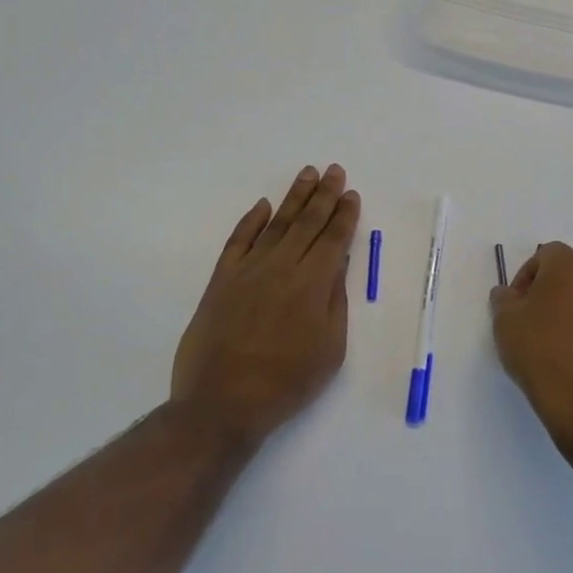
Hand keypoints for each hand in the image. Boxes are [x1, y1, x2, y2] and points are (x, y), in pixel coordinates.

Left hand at [171, 164, 360, 445]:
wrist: (222, 403)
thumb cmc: (287, 382)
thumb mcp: (330, 349)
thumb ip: (334, 301)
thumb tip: (336, 264)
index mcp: (313, 283)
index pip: (334, 238)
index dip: (344, 214)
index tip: (351, 193)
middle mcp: (282, 267)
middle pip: (307, 222)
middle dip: (324, 195)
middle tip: (334, 170)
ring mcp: (248, 270)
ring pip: (276, 224)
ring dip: (293, 197)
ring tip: (307, 174)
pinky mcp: (221, 280)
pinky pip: (238, 241)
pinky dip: (250, 221)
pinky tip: (262, 206)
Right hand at [489, 242, 572, 446]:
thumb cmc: (540, 353)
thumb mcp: (505, 323)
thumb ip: (503, 298)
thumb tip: (507, 293)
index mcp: (568, 264)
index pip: (544, 255)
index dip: (526, 277)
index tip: (517, 304)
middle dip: (554, 283)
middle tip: (538, 313)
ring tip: (562, 330)